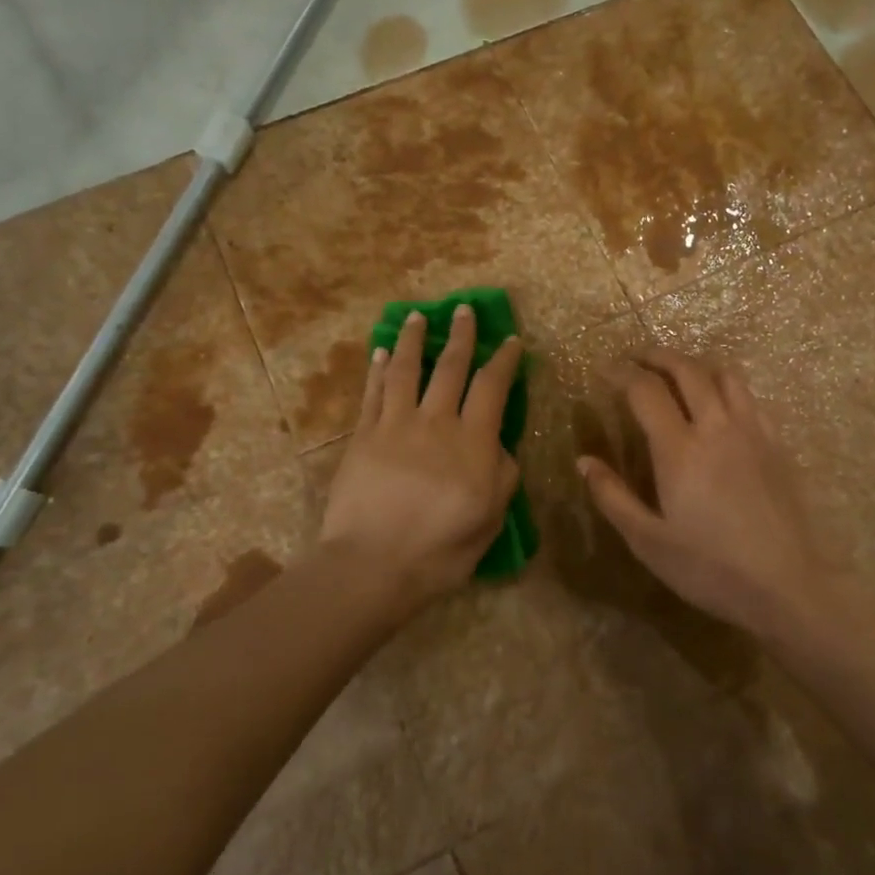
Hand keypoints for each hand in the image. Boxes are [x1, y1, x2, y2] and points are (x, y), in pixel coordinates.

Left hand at [321, 306, 524, 605]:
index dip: (503, 360)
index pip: (492, 387)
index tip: (511, 341)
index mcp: (472, 441)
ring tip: (416, 317)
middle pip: (450, 367)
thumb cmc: (440, 549)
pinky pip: (373, 393)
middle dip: (460, 335)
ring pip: (405, 370)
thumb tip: (497, 445)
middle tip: (464, 310)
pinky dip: (378, 370)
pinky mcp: (362, 436)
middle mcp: (435, 422)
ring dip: (412, 340)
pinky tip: (380, 353)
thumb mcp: (490, 517)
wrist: (372, 565)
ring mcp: (394, 425)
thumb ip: (501, 475)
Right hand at [578, 349, 836, 640]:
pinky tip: (720, 404)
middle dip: (657, 356)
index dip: (621, 373)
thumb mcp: (648, 541)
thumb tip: (584, 461)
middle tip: (636, 359)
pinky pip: (750, 397)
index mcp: (679, 450)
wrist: (787, 586)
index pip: (645, 390)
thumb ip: (612, 497)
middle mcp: (716, 428)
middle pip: (686, 370)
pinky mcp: (776, 444)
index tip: (604, 370)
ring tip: (677, 373)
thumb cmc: (710, 568)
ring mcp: (752, 432)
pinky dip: (726, 386)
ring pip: (724, 375)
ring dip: (695, 364)